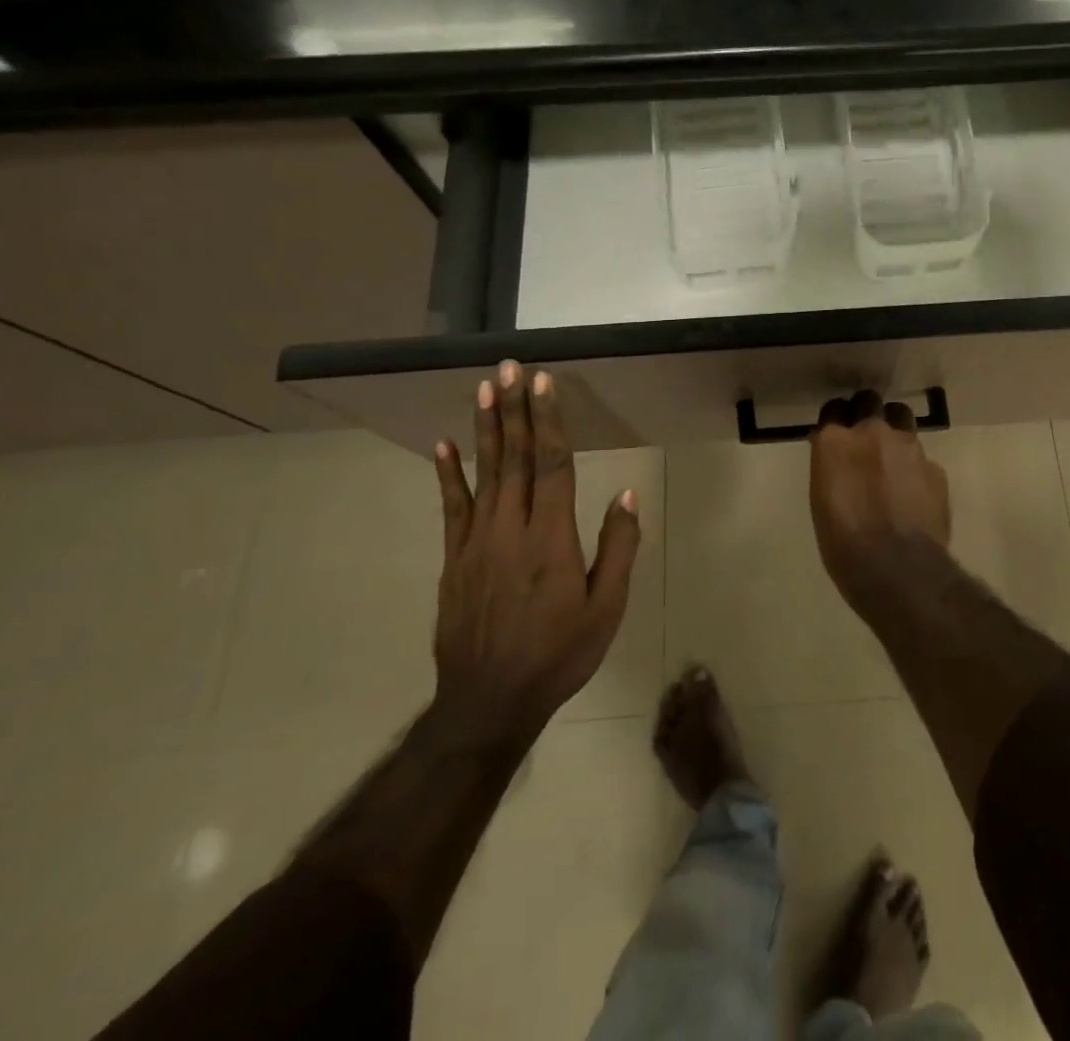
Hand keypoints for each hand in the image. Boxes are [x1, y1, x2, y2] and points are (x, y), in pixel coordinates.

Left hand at [428, 362, 639, 747]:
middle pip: (515, 458)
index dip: (548, 421)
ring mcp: (476, 542)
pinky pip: (452, 507)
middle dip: (515, 409)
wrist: (488, 702)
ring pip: (483, 473)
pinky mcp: (454, 559)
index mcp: (552, 538)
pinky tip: (444, 445)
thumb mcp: (606, 608)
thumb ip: (617, 548)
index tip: (544, 383)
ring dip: (486, 428)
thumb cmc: (559, 654)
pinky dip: (448, 474)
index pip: (552, 464)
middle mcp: (511, 528)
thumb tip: (626, 495)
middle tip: (509, 368)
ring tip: (484, 389)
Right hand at [808, 391, 950, 609]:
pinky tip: (913, 492)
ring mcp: (908, 446)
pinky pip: (922, 457)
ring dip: (894, 432)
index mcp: (834, 442)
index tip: (836, 435)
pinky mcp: (935, 467)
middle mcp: (871, 432)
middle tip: (865, 440)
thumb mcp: (822, 502)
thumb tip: (838, 459)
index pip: (833, 410)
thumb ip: (831, 468)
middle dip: (867, 414)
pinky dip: (915, 468)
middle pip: (869, 402)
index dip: (836, 421)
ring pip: (901, 419)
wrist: (898, 570)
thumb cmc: (844, 545)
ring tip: (893, 460)